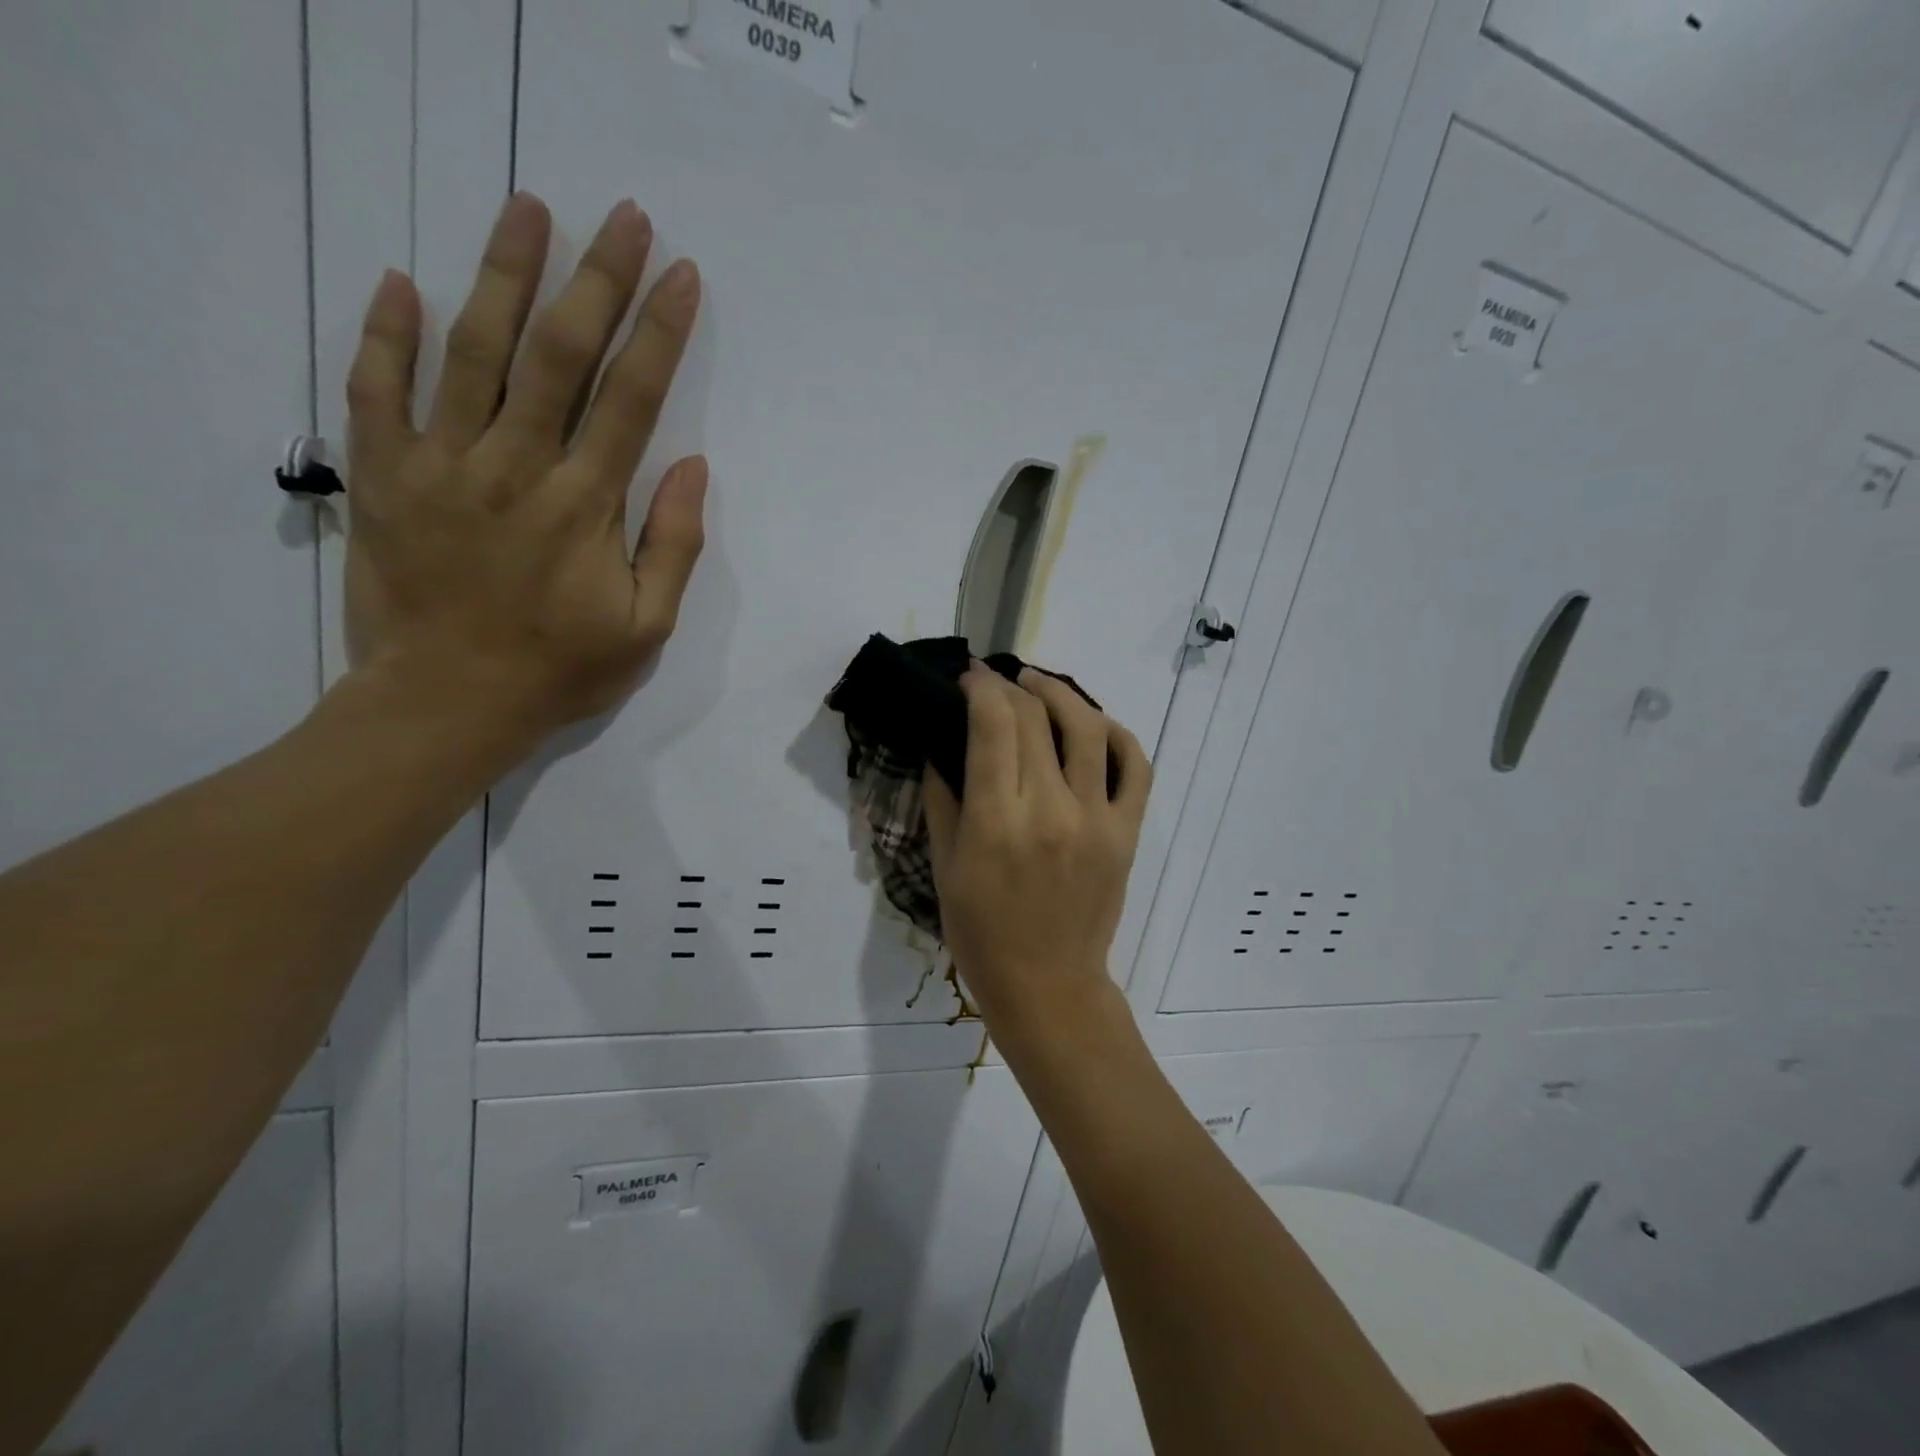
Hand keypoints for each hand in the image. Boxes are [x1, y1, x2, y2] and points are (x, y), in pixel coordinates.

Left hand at [342, 191, 706, 743]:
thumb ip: (672, 545)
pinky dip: (384, 334)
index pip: (629, 398)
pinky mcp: (386, 477)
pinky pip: (376, 391)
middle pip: (558, 355)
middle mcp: (515, 466)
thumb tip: (691, 465)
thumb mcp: (646, 628)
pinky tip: (400, 280)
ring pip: (472, 351)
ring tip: (527, 211)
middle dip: (597, 280)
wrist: (446, 705)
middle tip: (621, 217)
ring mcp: (442, 464)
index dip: (658, 332)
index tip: (680, 274)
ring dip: (503, 275)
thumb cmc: (560, 671)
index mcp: (584, 504)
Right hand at [922, 665, 1151, 1033]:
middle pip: (1034, 718)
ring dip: (1059, 693)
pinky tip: (1092, 724)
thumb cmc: (982, 932)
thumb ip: (942, 798)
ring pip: (1087, 727)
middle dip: (1009, 687)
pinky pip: (1134, 766)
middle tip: (993, 683)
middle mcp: (1050, 809)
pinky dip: (1116, 734)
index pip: (993, 724)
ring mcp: (1096, 818)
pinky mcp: (1128, 831)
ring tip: (1037, 684)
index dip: (979, 687)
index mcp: (996, 821)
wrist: (1047, 984)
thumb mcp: (944, 867)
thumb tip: (941, 742)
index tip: (968, 677)